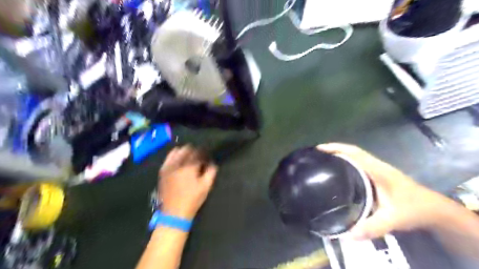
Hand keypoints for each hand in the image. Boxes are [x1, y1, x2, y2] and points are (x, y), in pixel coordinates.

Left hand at [158, 146, 217, 218]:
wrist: (174, 213)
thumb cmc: (192, 199)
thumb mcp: (206, 186)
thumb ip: (211, 171)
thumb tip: (212, 162)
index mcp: (190, 167)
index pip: (198, 153)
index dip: (204, 154)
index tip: (207, 157)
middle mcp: (178, 164)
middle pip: (187, 149)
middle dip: (195, 151)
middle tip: (199, 157)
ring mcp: (169, 167)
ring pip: (177, 151)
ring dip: (185, 152)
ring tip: (189, 157)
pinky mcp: (163, 171)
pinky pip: (168, 158)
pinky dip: (174, 155)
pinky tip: (178, 160)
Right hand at [317, 144, 453, 240]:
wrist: (434, 209)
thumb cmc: (413, 209)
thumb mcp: (392, 219)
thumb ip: (371, 227)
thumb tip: (345, 235)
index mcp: (377, 170)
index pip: (354, 152)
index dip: (336, 148)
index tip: (319, 149)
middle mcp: (376, 166)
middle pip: (352, 152)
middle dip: (333, 150)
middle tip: (316, 156)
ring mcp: (377, 169)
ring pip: (355, 157)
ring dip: (339, 155)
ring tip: (323, 162)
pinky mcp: (377, 175)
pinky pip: (358, 164)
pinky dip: (346, 163)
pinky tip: (338, 173)